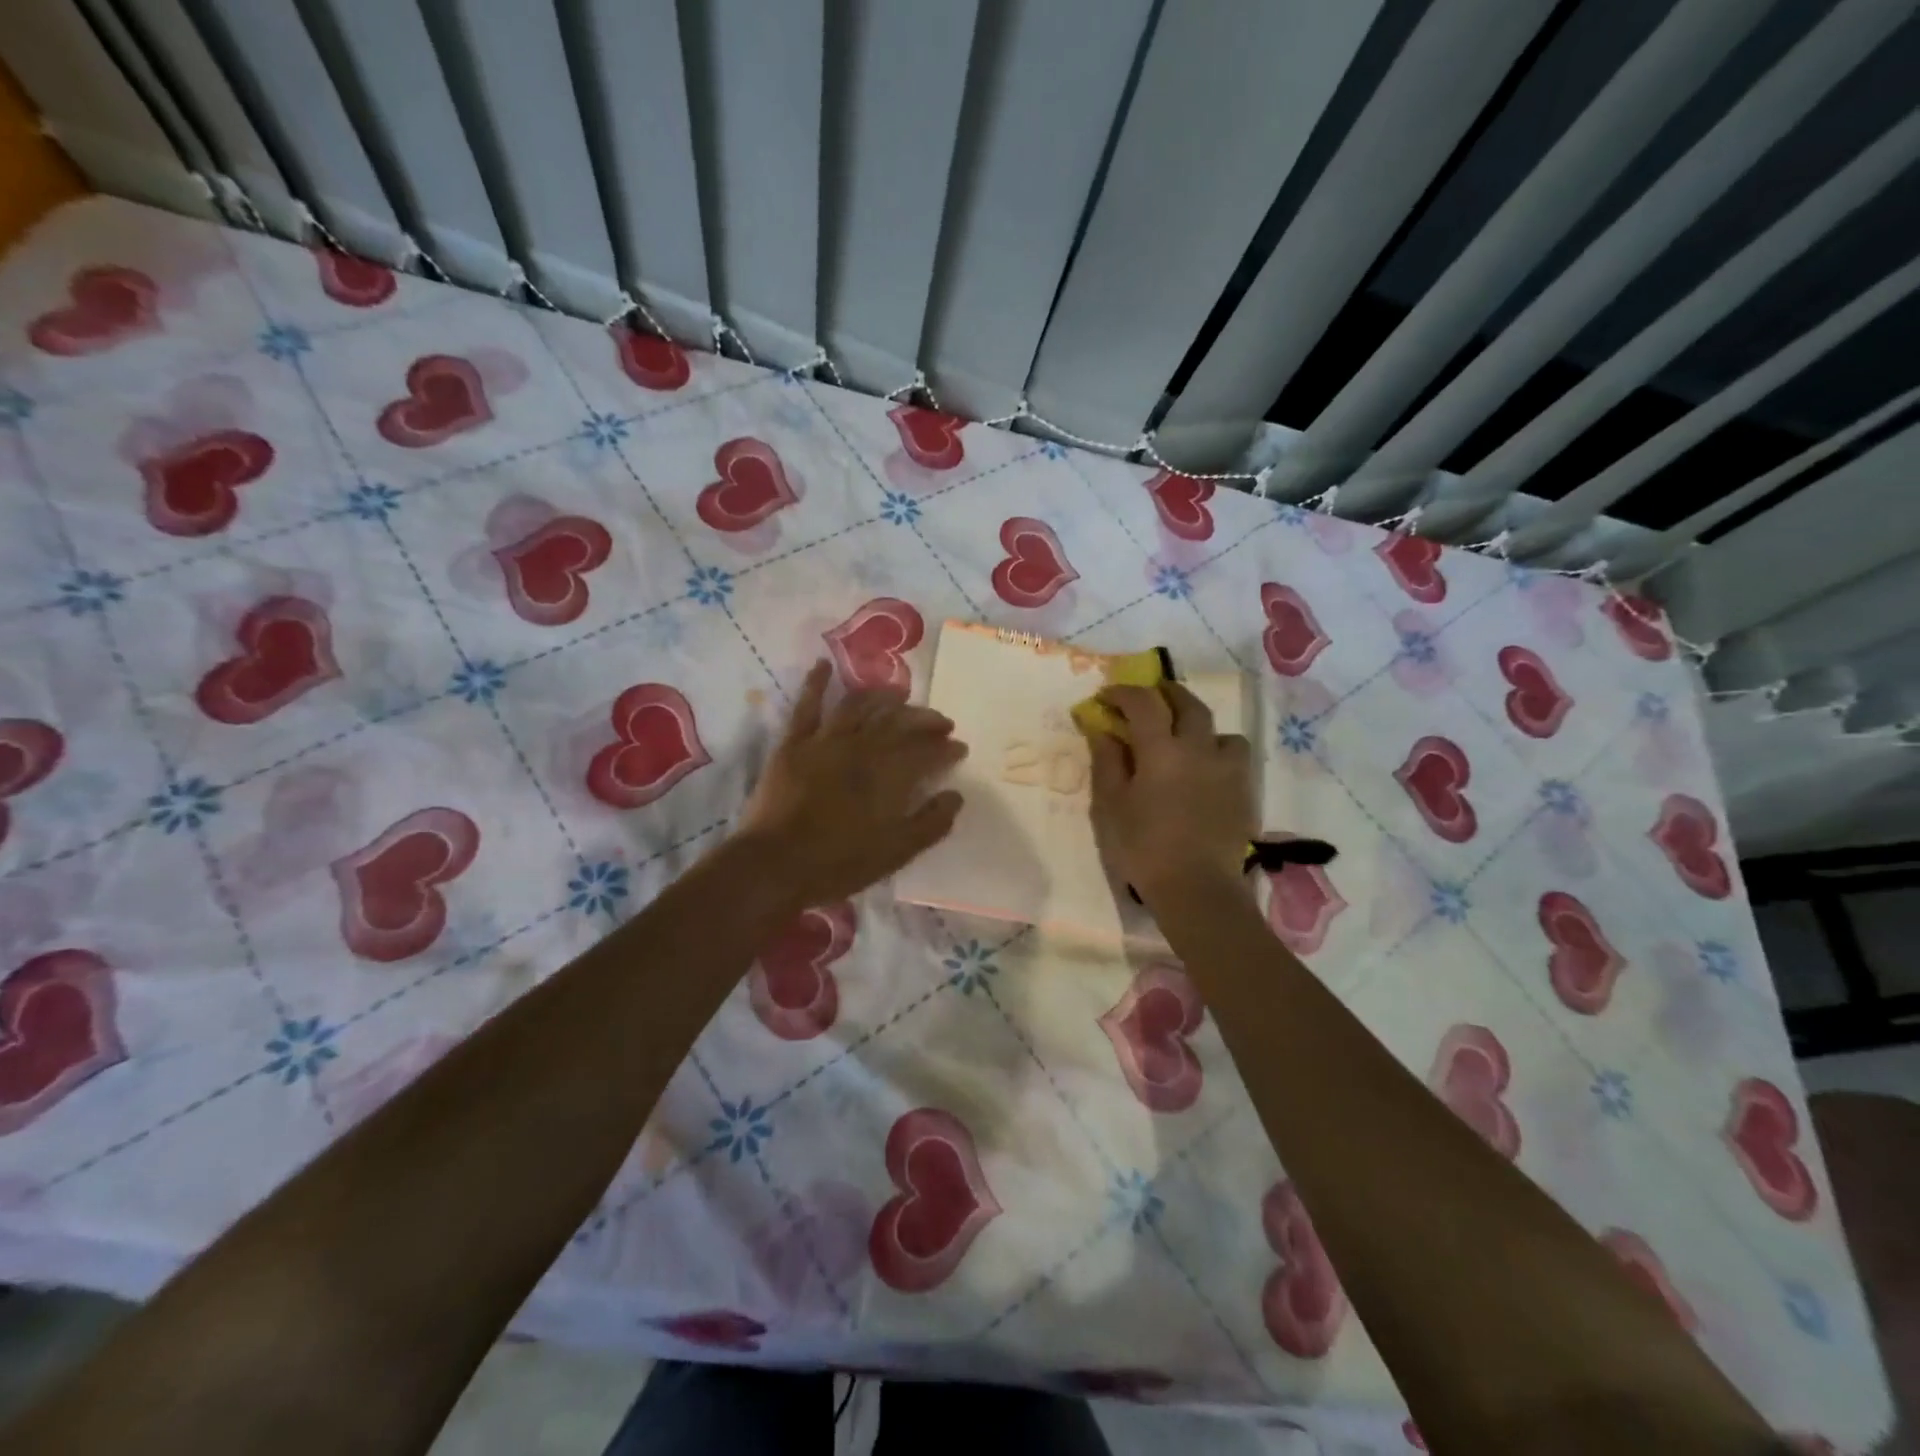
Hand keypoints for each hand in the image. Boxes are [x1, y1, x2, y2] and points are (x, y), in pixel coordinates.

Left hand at [736, 660, 965, 909]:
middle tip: (940, 722)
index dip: (947, 748)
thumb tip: (955, 796)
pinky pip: (807, 705)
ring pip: (859, 705)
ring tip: (899, 693)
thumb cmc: (840, 863)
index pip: (928, 752)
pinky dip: (816, 683)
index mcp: (891, 774)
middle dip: (924, 719)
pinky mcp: (794, 743)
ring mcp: (826, 740)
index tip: (959, 748)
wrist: (775, 865)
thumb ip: (931, 823)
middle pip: (899, 722)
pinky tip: (824, 665)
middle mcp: (863, 747)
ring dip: (883, 696)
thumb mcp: (897, 852)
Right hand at [1088, 683, 1254, 903]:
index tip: (1107, 696)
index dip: (1123, 693)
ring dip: (1199, 725)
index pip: (1143, 703)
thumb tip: (1103, 730)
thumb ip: (1107, 762)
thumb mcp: (1111, 806)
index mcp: (1161, 750)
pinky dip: (1218, 752)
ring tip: (1187, 738)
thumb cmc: (1143, 847)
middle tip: (1151, 695)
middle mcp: (1199, 748)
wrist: (1197, 888)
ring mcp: (1227, 769)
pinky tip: (1207, 771)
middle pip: (1188, 704)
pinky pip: (1234, 757)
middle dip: (1167, 693)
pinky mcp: (1244, 791)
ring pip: (1219, 730)